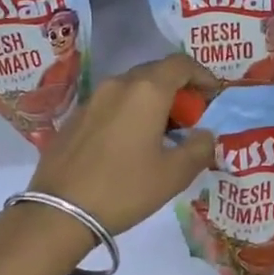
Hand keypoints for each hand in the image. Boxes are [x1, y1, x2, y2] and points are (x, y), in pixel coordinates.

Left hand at [25, 54, 220, 238]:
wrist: (60, 210)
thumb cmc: (124, 188)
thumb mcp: (174, 174)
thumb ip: (200, 148)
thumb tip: (206, 134)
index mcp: (146, 91)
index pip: (181, 64)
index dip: (202, 75)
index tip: (213, 96)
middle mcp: (118, 84)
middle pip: (155, 73)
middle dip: (178, 90)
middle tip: (191, 118)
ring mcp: (92, 99)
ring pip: (131, 88)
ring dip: (153, 102)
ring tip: (163, 133)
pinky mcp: (75, 117)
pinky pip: (111, 104)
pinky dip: (129, 112)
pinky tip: (131, 143)